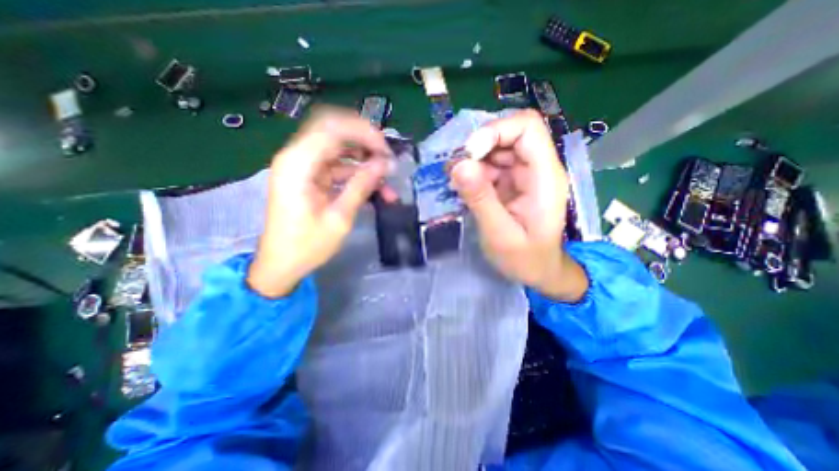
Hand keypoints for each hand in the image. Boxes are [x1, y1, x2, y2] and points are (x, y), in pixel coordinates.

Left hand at [247, 106, 391, 297]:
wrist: (281, 264)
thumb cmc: (307, 246)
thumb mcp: (339, 218)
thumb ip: (361, 186)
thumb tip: (384, 164)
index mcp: (298, 164)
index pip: (332, 128)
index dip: (364, 133)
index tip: (387, 152)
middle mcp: (297, 157)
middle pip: (335, 132)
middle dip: (365, 142)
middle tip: (388, 159)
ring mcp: (304, 167)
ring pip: (340, 150)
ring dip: (364, 161)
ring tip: (386, 180)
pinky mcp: (311, 178)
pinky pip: (338, 167)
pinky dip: (357, 175)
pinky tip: (376, 189)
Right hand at [449, 110, 584, 301]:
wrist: (537, 271)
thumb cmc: (524, 259)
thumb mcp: (499, 234)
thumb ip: (480, 199)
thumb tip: (459, 165)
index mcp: (545, 177)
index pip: (527, 128)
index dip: (496, 131)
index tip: (469, 154)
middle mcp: (536, 168)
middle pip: (509, 134)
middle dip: (478, 148)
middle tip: (456, 172)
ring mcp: (523, 174)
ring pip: (496, 149)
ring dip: (473, 161)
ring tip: (457, 184)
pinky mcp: (511, 182)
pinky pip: (490, 165)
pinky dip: (474, 172)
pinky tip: (463, 188)